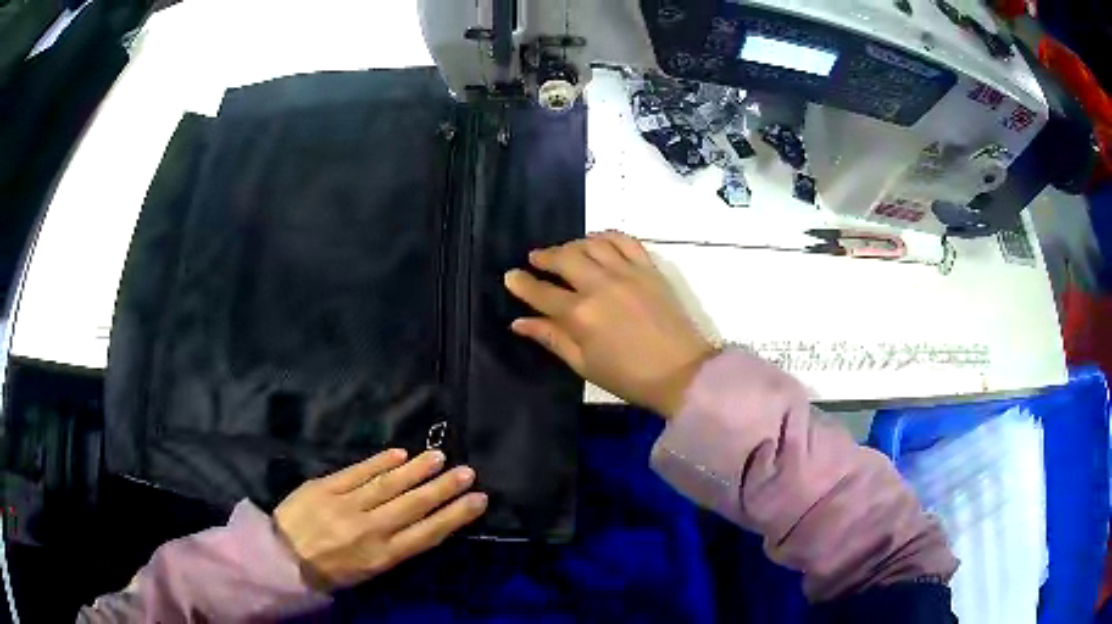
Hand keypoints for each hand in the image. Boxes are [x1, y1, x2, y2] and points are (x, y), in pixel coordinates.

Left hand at [273, 449, 486, 589]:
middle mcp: (369, 529)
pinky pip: (357, 471)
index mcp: (382, 556)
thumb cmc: (330, 571)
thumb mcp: (369, 572)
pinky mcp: (324, 486)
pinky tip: (399, 454)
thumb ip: (394, 548)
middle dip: (443, 488)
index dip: (455, 516)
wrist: (282, 558)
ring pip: (388, 484)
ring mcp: (345, 505)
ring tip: (438, 457)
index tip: (478, 500)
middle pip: (413, 505)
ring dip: (416, 470)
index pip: (428, 533)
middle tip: (467, 472)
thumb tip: (421, 522)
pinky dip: (380, 462)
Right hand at [505, 231, 715, 417]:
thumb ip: (551, 338)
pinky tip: (598, 241)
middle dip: (544, 256)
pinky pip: (625, 240)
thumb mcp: (584, 364)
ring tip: (566, 251)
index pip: (541, 292)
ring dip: (573, 244)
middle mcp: (600, 285)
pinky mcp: (649, 268)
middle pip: (564, 258)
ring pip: (592, 243)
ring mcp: (627, 272)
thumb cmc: (629, 377)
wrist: (682, 372)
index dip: (521, 283)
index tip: (510, 276)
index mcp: (580, 315)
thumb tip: (519, 322)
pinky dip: (606, 236)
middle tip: (536, 258)